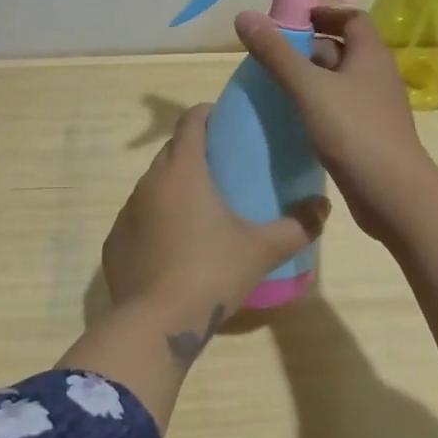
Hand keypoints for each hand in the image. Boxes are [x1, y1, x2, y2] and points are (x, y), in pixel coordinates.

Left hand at [102, 103, 329, 315]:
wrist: (156, 323)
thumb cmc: (212, 272)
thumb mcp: (262, 249)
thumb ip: (298, 225)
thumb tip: (323, 207)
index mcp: (183, 171)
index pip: (190, 121)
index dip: (207, 114)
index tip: (226, 122)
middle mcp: (149, 182)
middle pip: (172, 151)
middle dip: (194, 151)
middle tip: (223, 169)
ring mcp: (126, 212)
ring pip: (153, 185)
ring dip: (174, 187)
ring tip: (200, 209)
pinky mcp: (114, 242)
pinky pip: (138, 218)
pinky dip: (155, 221)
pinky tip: (173, 245)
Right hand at [234, 6, 437, 243]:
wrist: (391, 194)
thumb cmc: (353, 131)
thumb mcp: (308, 88)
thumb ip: (276, 53)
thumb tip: (244, 15)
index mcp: (371, 55)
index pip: (351, 17)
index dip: (323, 13)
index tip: (290, 22)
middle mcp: (378, 76)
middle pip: (343, 49)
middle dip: (308, 49)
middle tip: (272, 58)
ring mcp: (376, 107)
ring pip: (340, 82)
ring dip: (311, 80)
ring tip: (276, 88)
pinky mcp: (370, 135)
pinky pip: (341, 110)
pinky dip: (318, 107)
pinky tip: (295, 121)